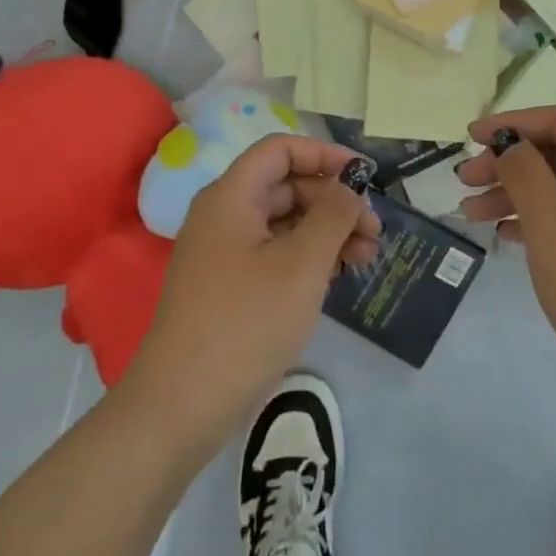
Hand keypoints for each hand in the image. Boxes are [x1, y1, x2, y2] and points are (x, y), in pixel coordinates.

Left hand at [127, 136, 380, 450]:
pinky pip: (273, 253)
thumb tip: (349, 186)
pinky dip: (307, 257)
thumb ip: (333, 214)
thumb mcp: (302, 263)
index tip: (365, 177)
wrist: (182, 406)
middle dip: (334, 202)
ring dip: (327, 232)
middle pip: (286, 185)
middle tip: (374, 232)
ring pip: (284, 222)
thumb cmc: (247, 322)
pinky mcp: (227, 287)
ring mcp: (223, 253)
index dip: (325, 155)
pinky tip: (335, 277)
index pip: (281, 149)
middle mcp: (223, 215)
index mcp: (231, 196)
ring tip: (365, 258)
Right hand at [457, 108, 555, 387]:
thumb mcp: (553, 227)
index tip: (470, 137)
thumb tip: (511, 146)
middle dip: (509, 163)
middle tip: (465, 181)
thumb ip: (525, 173)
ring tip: (471, 212)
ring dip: (517, 193)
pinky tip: (504, 232)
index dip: (513, 123)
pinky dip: (539, 218)